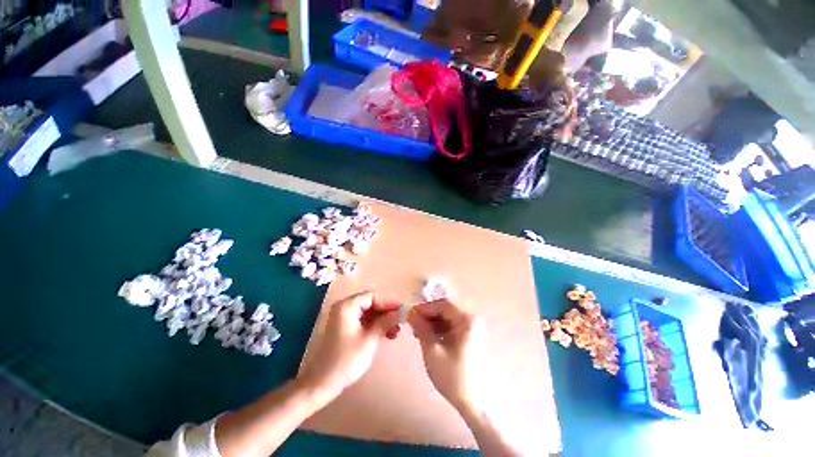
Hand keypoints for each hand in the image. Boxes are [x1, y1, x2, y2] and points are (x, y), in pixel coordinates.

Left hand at [298, 292, 400, 398]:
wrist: (322, 384)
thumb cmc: (346, 359)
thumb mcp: (370, 339)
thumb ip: (386, 322)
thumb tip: (402, 311)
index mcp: (347, 306)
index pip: (372, 296)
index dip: (388, 303)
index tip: (402, 311)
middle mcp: (344, 308)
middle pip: (370, 303)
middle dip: (386, 312)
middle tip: (400, 321)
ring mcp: (344, 319)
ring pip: (368, 313)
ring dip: (382, 320)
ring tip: (396, 332)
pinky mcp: (345, 329)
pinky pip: (363, 322)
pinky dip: (375, 326)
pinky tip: (386, 335)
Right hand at [408, 299, 486, 412]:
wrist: (473, 402)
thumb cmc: (452, 376)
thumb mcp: (432, 351)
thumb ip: (421, 328)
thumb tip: (411, 313)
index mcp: (466, 320)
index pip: (442, 305)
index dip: (425, 308)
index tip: (410, 314)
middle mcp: (471, 320)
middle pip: (445, 310)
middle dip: (428, 316)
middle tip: (413, 324)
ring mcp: (471, 328)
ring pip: (447, 318)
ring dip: (432, 322)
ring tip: (418, 333)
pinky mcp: (469, 336)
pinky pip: (451, 326)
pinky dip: (439, 329)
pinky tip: (429, 337)